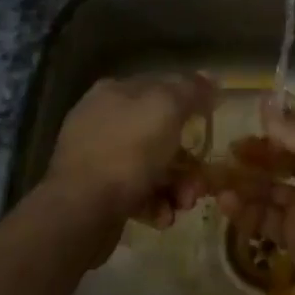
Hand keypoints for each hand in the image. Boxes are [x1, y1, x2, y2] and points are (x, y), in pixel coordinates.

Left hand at [42, 74, 214, 249]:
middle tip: (201, 180)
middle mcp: (103, 119)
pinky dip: (155, 203)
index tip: (213, 120)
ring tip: (184, 204)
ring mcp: (97, 157)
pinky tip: (163, 217)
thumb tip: (209, 78)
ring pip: (151, 165)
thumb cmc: (127, 151)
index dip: (191, 100)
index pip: (161, 86)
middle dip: (186, 157)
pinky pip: (136, 192)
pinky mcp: (96, 192)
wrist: (81, 211)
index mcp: (116, 91)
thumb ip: (190, 90)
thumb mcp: (166, 109)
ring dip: (176, 185)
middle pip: (159, 132)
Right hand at [217, 99, 294, 294]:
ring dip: (246, 182)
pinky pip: (266, 220)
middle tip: (229, 150)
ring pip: (272, 190)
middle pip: (286, 159)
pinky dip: (246, 212)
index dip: (282, 122)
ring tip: (215, 179)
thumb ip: (291, 128)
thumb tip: (266, 102)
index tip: (252, 118)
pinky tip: (225, 204)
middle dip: (258, 153)